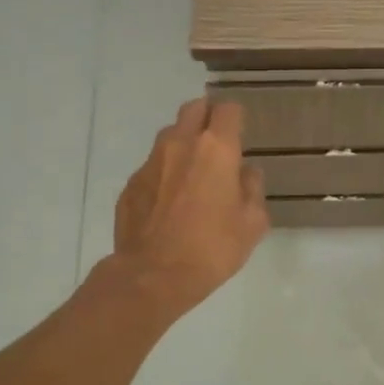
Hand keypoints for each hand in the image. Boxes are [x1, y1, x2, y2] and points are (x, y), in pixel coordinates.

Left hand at [111, 97, 268, 318]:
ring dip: (184, 143)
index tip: (241, 133)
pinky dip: (164, 173)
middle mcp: (180, 144)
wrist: (153, 276)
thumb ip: (252, 188)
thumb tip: (245, 172)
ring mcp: (151, 162)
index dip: (236, 117)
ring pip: (170, 134)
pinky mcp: (131, 184)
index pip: (227, 109)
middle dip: (207, 117)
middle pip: (194, 108)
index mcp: (216, 148)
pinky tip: (170, 201)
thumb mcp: (252, 223)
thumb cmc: (212, 248)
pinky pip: (152, 166)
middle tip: (218, 143)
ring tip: (192, 173)